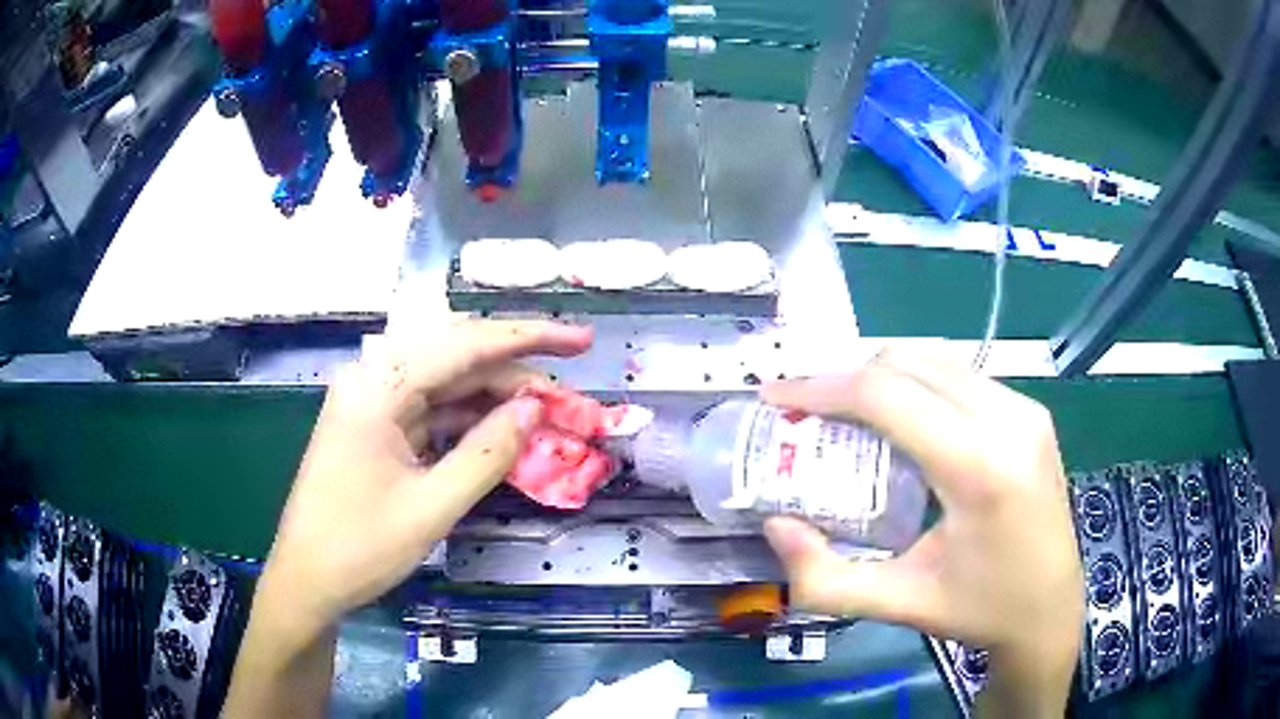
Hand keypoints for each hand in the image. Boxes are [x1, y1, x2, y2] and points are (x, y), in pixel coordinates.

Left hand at [255, 319, 592, 635]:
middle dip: (515, 369)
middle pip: (455, 358)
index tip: (580, 340)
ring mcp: (372, 404)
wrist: (306, 580)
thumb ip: (488, 452)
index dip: (528, 338)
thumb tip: (535, 407)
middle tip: (569, 389)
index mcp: (376, 388)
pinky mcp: (376, 428)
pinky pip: (431, 411)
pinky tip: (503, 431)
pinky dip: (469, 421)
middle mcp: (372, 381)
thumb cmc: (360, 547)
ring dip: (496, 397)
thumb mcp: (432, 506)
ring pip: (446, 385)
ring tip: (546, 414)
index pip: (462, 345)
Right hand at [760, 350, 1082, 714]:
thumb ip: (825, 576)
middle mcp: (1008, 419)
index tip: (776, 396)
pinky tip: (901, 421)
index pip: (888, 395)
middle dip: (847, 376)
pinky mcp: (1030, 412)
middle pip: (910, 361)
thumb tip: (776, 524)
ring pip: (937, 358)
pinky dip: (917, 383)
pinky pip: (961, 375)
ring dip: (882, 375)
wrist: (1050, 609)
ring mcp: (1025, 409)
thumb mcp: (898, 603)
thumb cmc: (979, 611)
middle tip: (807, 410)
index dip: (822, 388)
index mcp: (979, 468)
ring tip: (846, 413)